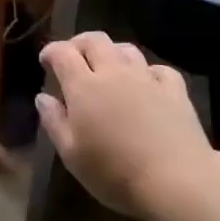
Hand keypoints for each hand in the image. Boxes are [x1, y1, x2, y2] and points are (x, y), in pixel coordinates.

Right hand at [36, 32, 215, 220]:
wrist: (176, 179)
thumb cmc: (115, 172)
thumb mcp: (72, 155)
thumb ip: (54, 122)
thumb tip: (43, 97)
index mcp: (84, 86)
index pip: (63, 53)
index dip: (51, 51)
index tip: (45, 61)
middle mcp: (114, 72)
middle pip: (95, 40)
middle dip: (79, 43)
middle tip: (73, 57)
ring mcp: (147, 78)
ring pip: (126, 49)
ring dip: (112, 52)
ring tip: (107, 67)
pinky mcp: (175, 89)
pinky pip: (157, 68)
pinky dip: (146, 71)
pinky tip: (146, 83)